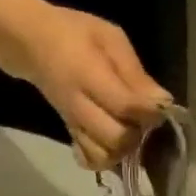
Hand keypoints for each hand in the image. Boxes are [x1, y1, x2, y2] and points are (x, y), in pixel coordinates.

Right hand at [11, 2, 169, 169]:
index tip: (160, 105)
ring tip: (127, 129)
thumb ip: (135, 72)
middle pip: (117, 139)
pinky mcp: (71, 135)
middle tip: (141, 118)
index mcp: (88, 74)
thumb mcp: (110, 38)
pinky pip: (91, 161)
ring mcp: (74, 124)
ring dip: (124, 149)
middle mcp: (79, 106)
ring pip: (105, 156)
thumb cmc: (76, 34)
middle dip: (138, 132)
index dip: (149, 111)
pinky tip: (111, 144)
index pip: (125, 106)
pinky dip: (105, 159)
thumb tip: (163, 102)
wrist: (33, 44)